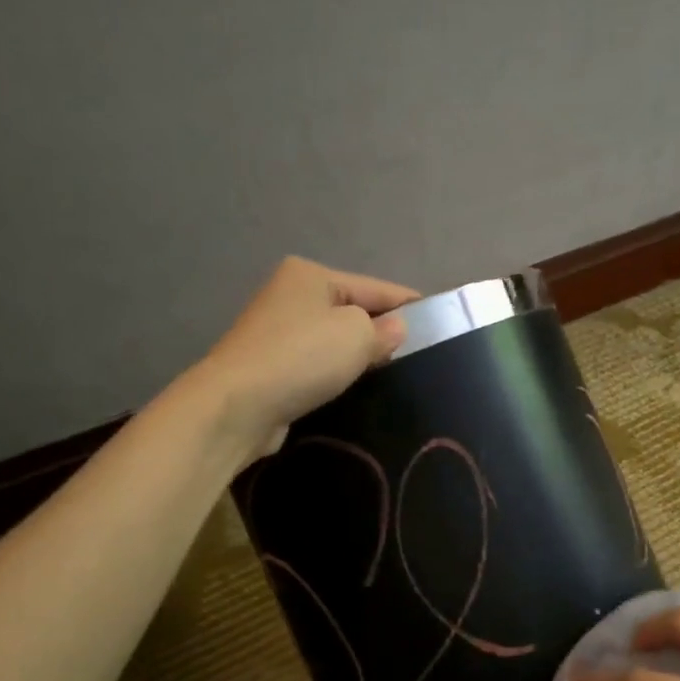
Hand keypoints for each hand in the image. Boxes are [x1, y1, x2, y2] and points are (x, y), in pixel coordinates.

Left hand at [192, 256, 421, 459]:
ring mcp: (276, 332)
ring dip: (358, 357)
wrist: (237, 406)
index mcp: (310, 274)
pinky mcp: (270, 367)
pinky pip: (316, 365)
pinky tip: (355, 389)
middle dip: (382, 332)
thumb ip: (385, 330)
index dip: (409, 304)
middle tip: (418, 357)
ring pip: (334, 341)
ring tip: (392, 376)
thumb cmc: (302, 357)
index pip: (376, 287)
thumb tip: (396, 329)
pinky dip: (335, 375)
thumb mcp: (356, 335)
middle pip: (353, 312)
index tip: (441, 322)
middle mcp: (290, 295)